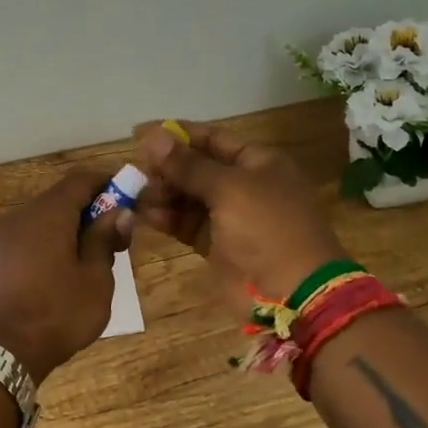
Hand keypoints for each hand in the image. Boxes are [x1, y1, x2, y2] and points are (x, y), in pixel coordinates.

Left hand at [0, 168, 130, 383]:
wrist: (1, 352)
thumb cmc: (57, 313)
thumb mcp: (95, 279)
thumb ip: (105, 239)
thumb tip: (118, 212)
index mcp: (48, 214)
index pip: (82, 179)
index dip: (109, 183)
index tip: (132, 199)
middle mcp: (23, 216)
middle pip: (63, 197)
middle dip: (94, 209)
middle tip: (119, 237)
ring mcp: (6, 236)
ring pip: (47, 217)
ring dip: (74, 227)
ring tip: (97, 257)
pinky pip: (33, 235)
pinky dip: (55, 240)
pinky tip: (69, 268)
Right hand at [135, 122, 344, 302]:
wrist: (293, 294)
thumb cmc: (267, 229)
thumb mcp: (228, 189)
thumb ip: (187, 164)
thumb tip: (151, 135)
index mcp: (257, 162)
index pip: (211, 138)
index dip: (176, 134)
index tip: (139, 133)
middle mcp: (243, 185)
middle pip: (196, 167)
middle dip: (165, 168)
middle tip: (134, 172)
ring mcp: (229, 216)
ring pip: (187, 196)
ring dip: (161, 193)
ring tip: (134, 195)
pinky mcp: (215, 244)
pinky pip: (185, 223)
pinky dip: (166, 218)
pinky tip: (143, 215)